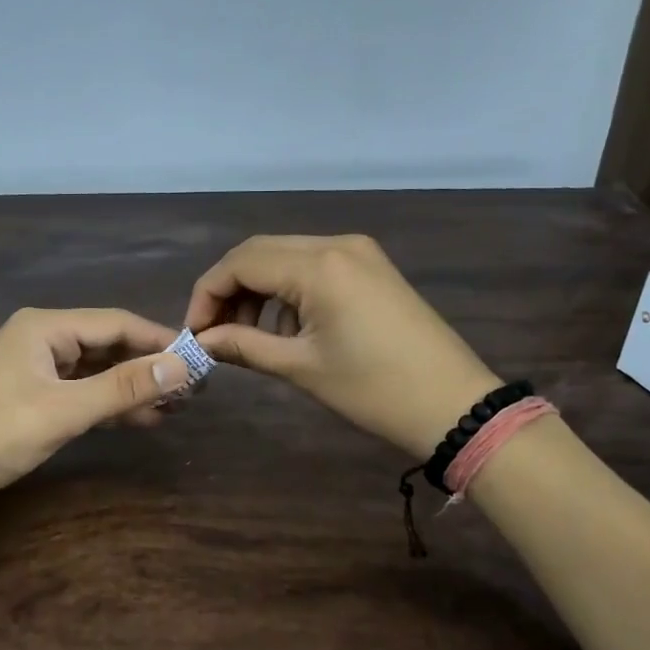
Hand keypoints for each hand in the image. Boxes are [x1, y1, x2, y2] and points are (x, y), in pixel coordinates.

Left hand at [0, 308, 189, 525]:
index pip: (115, 323)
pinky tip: (142, 418)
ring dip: (132, 387)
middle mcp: (42, 340)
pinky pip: (81, 393)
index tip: (199, 358)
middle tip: (193, 387)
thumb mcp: (64, 410)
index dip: (158, 340)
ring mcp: (36, 370)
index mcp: (45, 327)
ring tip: (177, 405)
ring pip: (96, 371)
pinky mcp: (32, 400)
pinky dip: (109, 405)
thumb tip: (182, 366)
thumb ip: (123, 387)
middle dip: (148, 365)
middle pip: (107, 345)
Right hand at [185, 234, 500, 458]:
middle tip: (215, 332)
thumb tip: (203, 341)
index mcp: (318, 266)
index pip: (240, 263)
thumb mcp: (301, 368)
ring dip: (257, 289)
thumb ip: (244, 346)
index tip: (195, 333)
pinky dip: (287, 289)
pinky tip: (287, 326)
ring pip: (285, 256)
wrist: (454, 405)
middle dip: (229, 289)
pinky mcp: (372, 267)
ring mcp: (359, 252)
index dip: (207, 294)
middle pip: (260, 252)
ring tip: (248, 334)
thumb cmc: (373, 389)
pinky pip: (313, 265)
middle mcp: (336, 244)